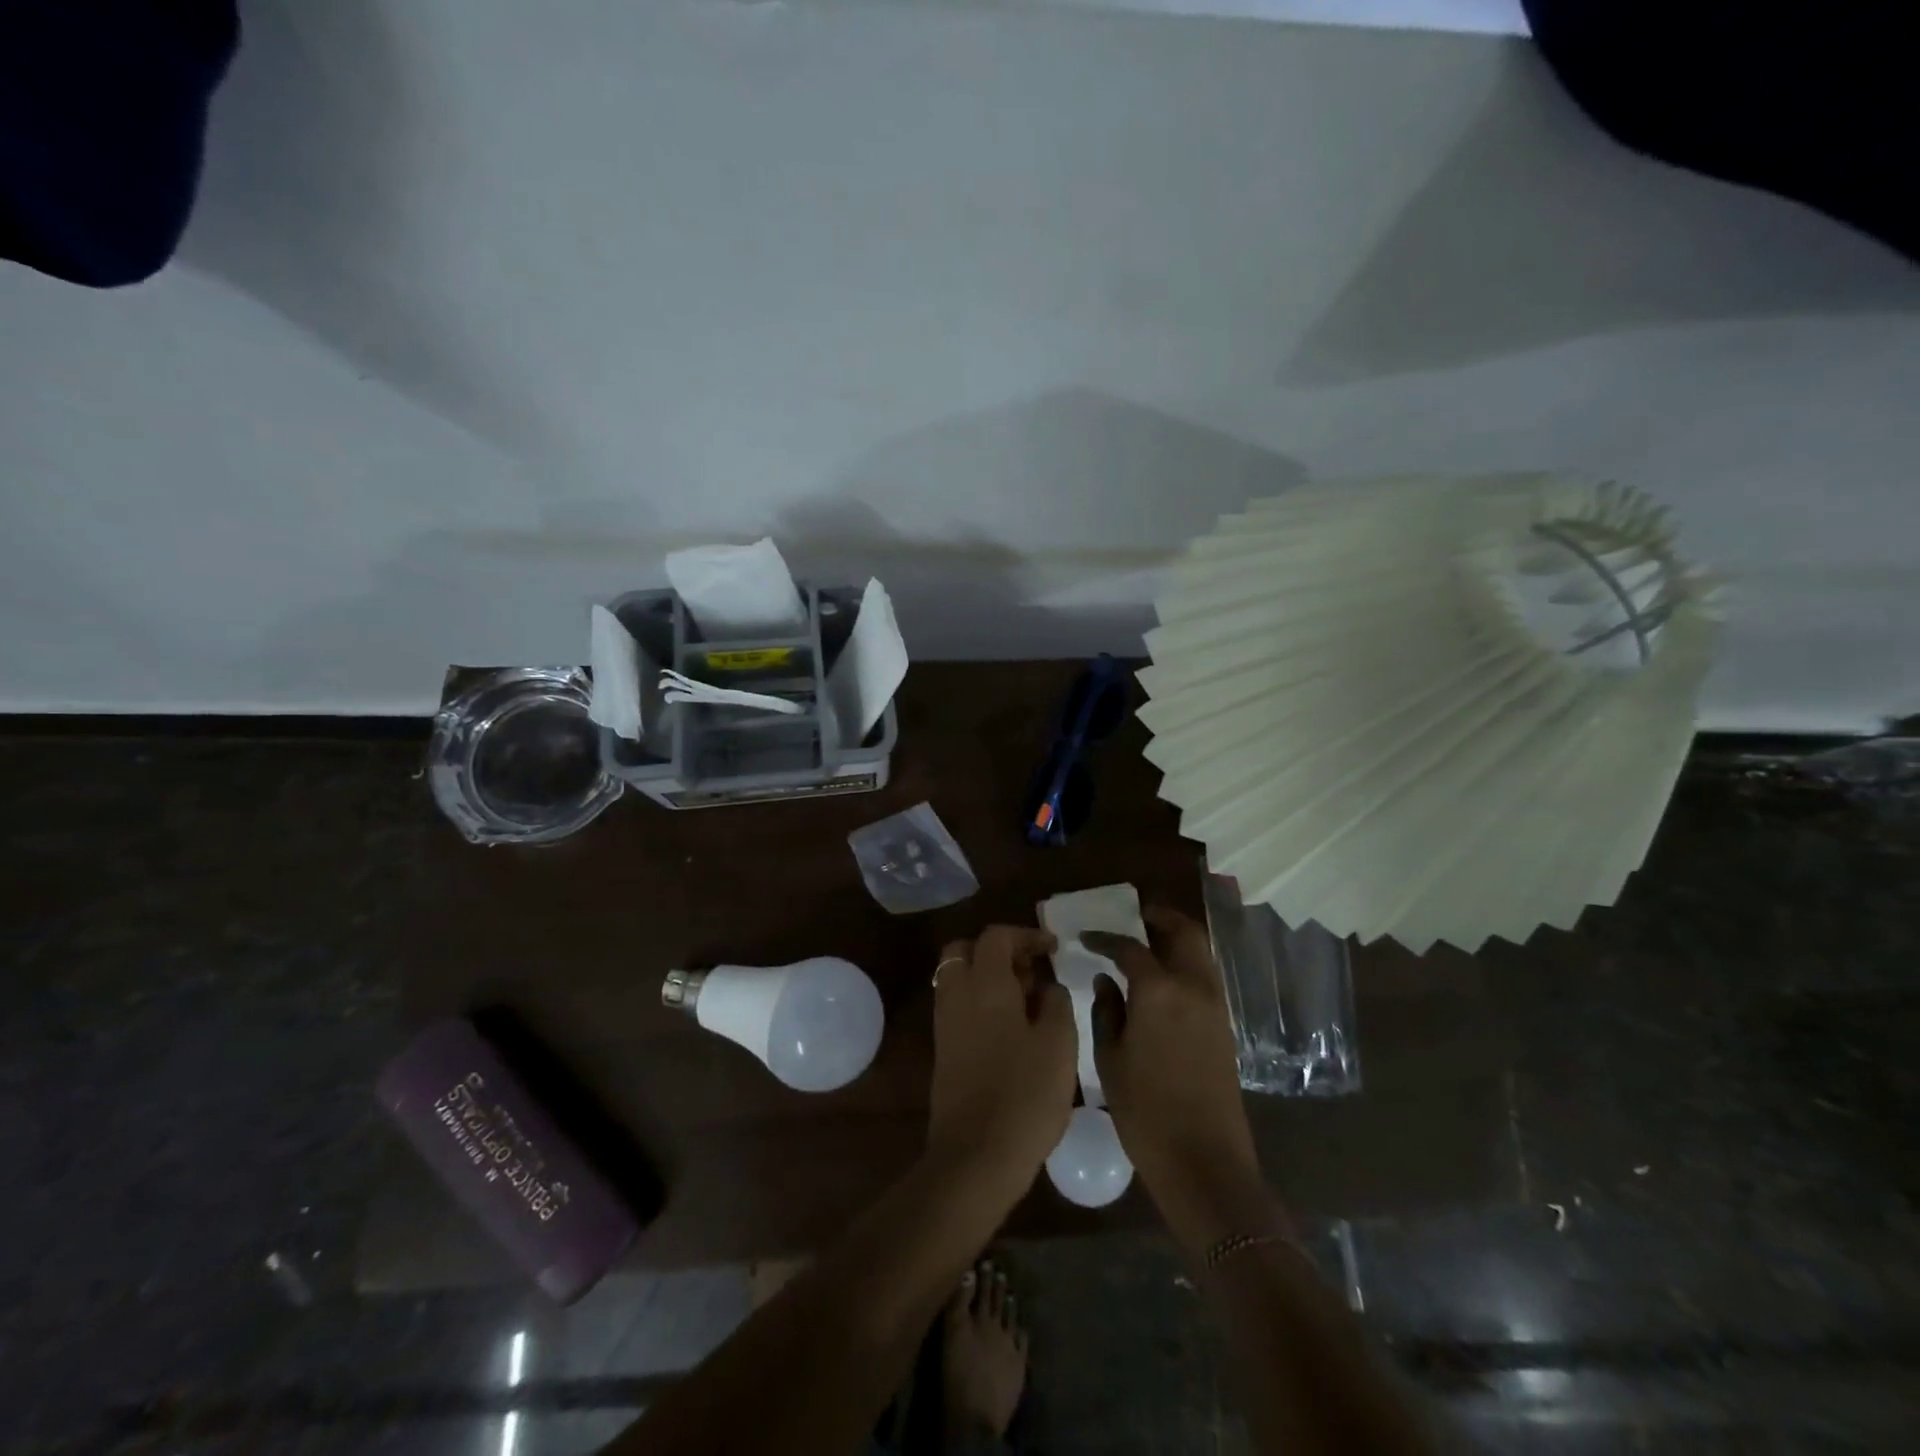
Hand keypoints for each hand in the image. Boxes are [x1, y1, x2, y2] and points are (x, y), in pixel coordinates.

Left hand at [926, 926, 1076, 1200]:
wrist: (976, 1155)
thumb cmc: (1025, 1095)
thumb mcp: (1059, 1044)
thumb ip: (1056, 1003)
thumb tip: (1048, 986)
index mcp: (985, 984)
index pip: (996, 936)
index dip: (1026, 934)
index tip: (1052, 948)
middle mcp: (958, 994)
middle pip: (966, 950)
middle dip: (998, 950)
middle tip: (1031, 969)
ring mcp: (946, 1022)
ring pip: (959, 977)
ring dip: (988, 976)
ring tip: (1027, 1000)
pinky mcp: (944, 1049)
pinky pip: (959, 1005)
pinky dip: (981, 1000)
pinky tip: (1012, 1027)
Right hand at [1083, 907, 1275, 1251]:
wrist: (1204, 1161)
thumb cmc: (1145, 1111)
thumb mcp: (1110, 1059)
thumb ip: (1106, 1010)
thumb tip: (1106, 979)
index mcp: (1159, 991)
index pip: (1130, 947)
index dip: (1105, 938)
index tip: (1086, 937)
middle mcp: (1193, 987)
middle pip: (1183, 932)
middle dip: (1159, 918)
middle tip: (1134, 916)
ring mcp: (1215, 1006)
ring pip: (1200, 951)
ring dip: (1177, 937)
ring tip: (1149, 941)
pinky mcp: (1225, 1026)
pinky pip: (1206, 976)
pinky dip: (1187, 962)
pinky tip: (1164, 977)